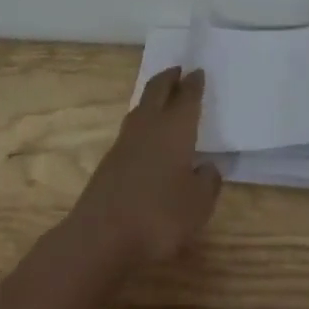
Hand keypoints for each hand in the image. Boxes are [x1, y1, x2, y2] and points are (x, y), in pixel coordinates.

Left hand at [67, 67, 221, 268]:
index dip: (194, 84)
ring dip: (152, 98)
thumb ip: (207, 182)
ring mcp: (124, 144)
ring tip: (163, 97)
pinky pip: (131, 131)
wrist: (100, 238)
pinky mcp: (108, 164)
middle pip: (156, 91)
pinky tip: (147, 137)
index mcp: (175, 129)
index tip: (198, 71)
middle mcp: (148, 127)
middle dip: (168, 78)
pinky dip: (142, 123)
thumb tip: (206, 167)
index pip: (187, 97)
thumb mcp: (198, 204)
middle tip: (178, 71)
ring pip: (140, 109)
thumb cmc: (159, 216)